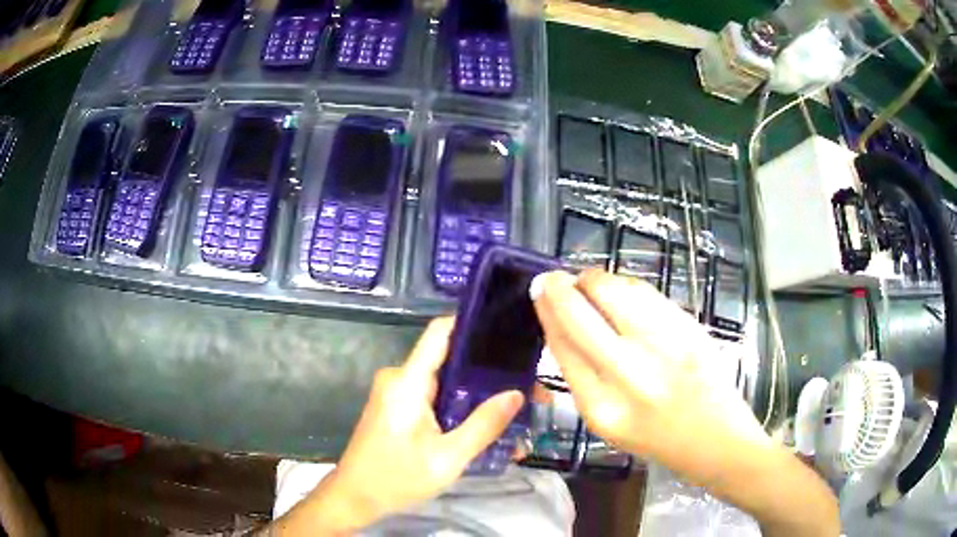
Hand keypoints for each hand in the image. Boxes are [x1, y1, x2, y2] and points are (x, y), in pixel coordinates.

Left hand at [274, 317, 523, 534]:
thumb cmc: (396, 478)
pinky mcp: (397, 406)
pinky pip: (433, 395)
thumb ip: (483, 425)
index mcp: (408, 381)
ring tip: (513, 403)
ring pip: (443, 380)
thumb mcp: (447, 458)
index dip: (472, 323)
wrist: (354, 497)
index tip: (507, 327)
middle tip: (526, 382)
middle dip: (486, 369)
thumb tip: (516, 393)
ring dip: (474, 391)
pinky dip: (457, 404)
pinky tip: (483, 419)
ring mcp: (397, 392)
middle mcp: (400, 377)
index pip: (440, 332)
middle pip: (448, 358)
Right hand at [530, 269, 770, 483]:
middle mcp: (630, 375)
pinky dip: (625, 285)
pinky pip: (645, 292)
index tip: (539, 293)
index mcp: (602, 407)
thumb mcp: (608, 421)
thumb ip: (583, 377)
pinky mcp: (688, 327)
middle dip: (559, 288)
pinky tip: (620, 290)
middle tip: (551, 278)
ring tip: (587, 283)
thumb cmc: (657, 438)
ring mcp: (663, 346)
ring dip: (594, 280)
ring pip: (614, 291)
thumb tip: (561, 325)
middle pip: (581, 315)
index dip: (547, 312)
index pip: (563, 346)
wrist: (716, 438)